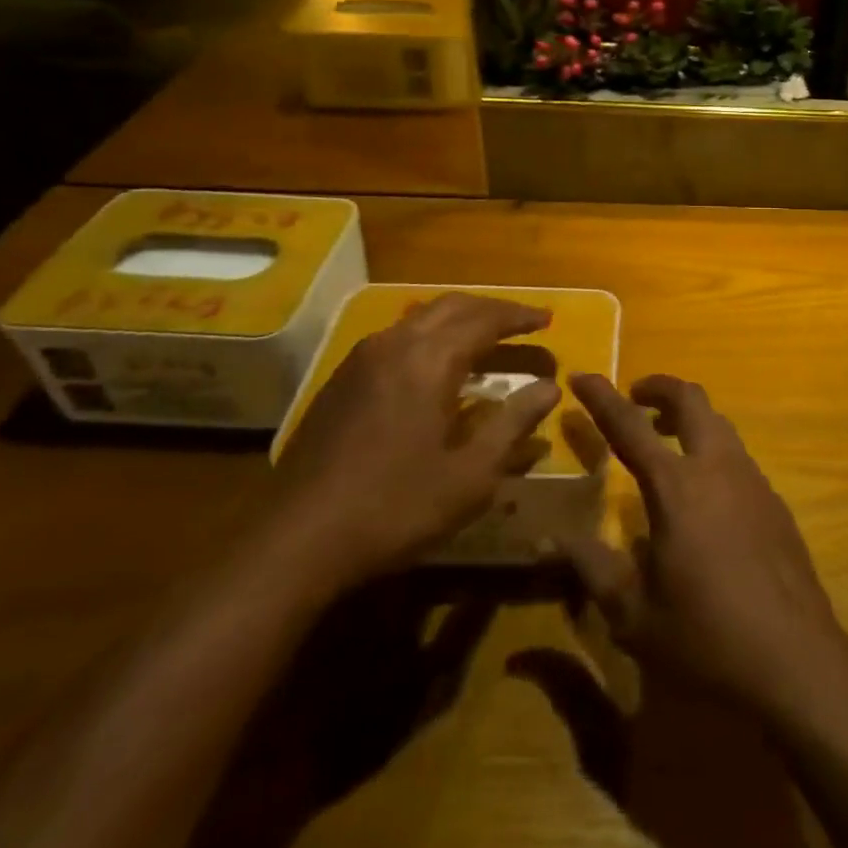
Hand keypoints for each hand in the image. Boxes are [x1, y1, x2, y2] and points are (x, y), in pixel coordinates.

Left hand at [268, 294, 560, 589]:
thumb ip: (514, 423)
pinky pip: (397, 336)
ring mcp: (362, 359)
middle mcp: (396, 343)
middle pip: (453, 306)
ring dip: (460, 320)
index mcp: (430, 359)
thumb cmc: (396, 507)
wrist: (297, 540)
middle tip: (523, 324)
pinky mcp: (342, 380)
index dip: (520, 317)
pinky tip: (435, 366)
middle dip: (492, 310)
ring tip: (486, 339)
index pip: (486, 319)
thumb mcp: (471, 474)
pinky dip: (430, 336)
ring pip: (421, 318)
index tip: (548, 320)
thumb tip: (550, 388)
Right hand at [561, 373, 847, 718]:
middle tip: (635, 397)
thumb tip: (551, 539)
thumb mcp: (634, 615)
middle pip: (690, 399)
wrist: (796, 660)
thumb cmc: (706, 638)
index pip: (629, 426)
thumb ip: (593, 568)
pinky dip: (711, 450)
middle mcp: (716, 467)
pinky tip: (704, 494)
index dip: (601, 397)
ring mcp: (752, 479)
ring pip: (718, 423)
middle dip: (659, 388)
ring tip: (665, 439)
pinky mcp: (774, 500)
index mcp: (676, 487)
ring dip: (689, 417)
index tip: (581, 374)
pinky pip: (737, 455)